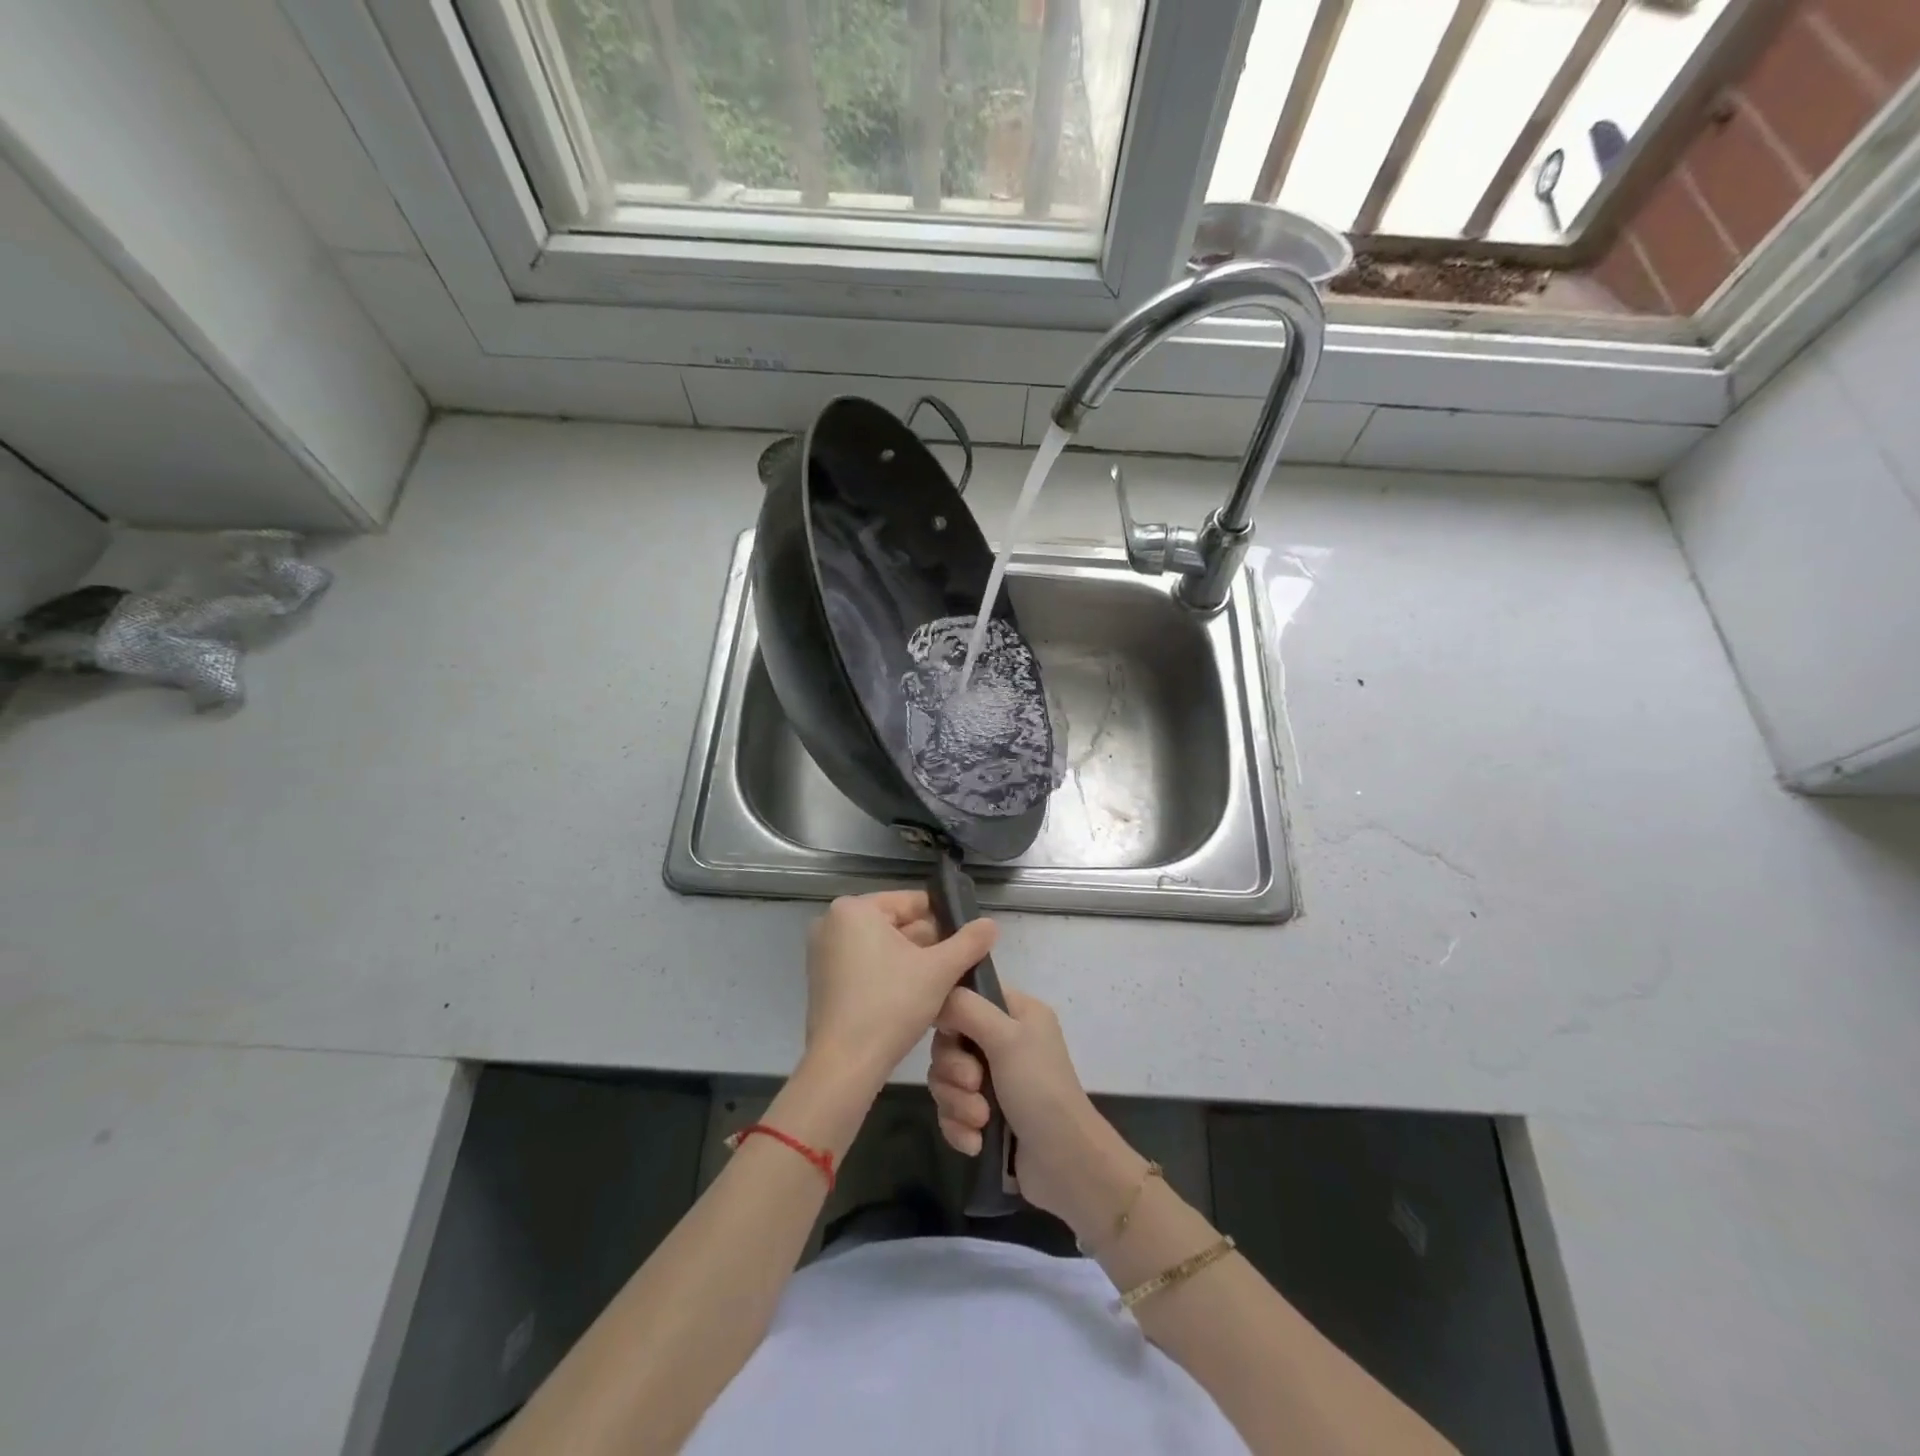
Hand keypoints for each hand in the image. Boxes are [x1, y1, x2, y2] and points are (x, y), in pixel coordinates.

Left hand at [802, 891, 997, 1093]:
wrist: (844, 1065)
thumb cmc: (891, 1006)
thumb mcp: (939, 971)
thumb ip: (969, 942)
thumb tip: (991, 923)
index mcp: (854, 909)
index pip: (911, 902)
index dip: (944, 918)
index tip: (967, 939)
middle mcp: (832, 923)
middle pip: (895, 924)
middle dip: (928, 943)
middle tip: (958, 965)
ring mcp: (824, 953)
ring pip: (882, 947)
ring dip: (912, 961)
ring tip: (943, 982)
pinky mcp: (823, 981)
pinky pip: (865, 965)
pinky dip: (889, 975)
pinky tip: (915, 996)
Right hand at [930, 985, 1144, 1239]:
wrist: (1064, 1164)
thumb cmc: (1039, 1088)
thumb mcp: (1006, 1038)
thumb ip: (967, 1009)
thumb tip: (937, 999)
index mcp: (1017, 1013)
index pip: (969, 996)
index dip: (952, 1016)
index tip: (952, 1035)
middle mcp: (1005, 1041)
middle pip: (949, 1042)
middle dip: (954, 1070)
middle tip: (974, 1084)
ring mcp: (995, 1080)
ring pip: (947, 1080)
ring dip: (958, 1102)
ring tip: (981, 1120)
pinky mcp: (986, 1116)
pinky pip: (951, 1111)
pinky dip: (960, 1127)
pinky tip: (977, 1143)